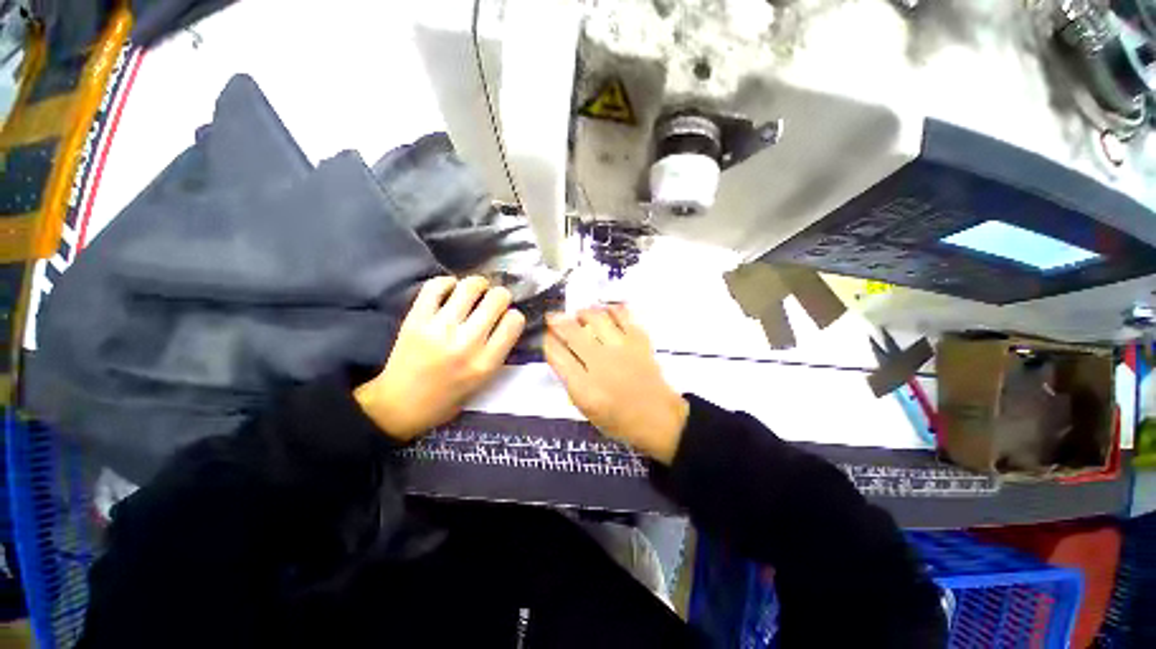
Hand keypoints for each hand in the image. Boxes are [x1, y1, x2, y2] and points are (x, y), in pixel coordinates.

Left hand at [355, 276, 524, 440]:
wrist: (399, 405)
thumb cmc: (447, 398)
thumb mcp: (483, 381)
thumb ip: (498, 351)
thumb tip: (505, 319)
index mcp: (486, 363)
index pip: (514, 321)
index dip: (514, 316)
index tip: (506, 319)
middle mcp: (466, 343)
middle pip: (497, 298)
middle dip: (500, 296)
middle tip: (494, 301)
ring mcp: (439, 329)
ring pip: (470, 287)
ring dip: (478, 284)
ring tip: (476, 290)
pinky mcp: (416, 319)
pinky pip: (436, 286)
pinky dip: (447, 282)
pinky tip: (451, 290)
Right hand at [544, 305, 688, 463]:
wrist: (658, 418)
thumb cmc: (619, 419)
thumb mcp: (585, 409)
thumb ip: (570, 380)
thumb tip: (560, 353)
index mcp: (584, 387)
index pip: (556, 354)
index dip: (547, 341)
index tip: (547, 336)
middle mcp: (601, 364)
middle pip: (572, 332)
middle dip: (557, 321)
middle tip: (553, 318)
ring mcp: (622, 349)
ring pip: (595, 317)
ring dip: (582, 312)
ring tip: (580, 315)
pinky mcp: (639, 340)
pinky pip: (622, 314)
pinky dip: (611, 310)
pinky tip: (605, 314)